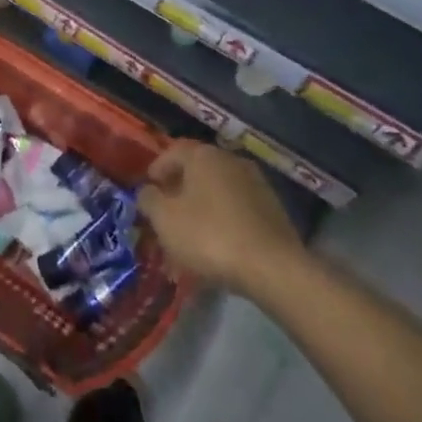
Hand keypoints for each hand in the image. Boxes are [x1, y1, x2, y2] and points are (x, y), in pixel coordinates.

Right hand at [139, 140, 304, 295]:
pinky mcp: (273, 209)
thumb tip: (147, 191)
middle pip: (197, 170)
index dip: (156, 169)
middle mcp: (230, 160)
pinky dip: (224, 219)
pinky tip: (218, 243)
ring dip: (202, 206)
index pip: (172, 152)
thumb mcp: (165, 220)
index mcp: (203, 155)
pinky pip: (238, 208)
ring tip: (192, 232)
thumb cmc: (210, 236)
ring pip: (218, 190)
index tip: (148, 190)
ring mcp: (256, 183)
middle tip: (167, 212)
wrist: (273, 268)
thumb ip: (149, 200)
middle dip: (180, 189)